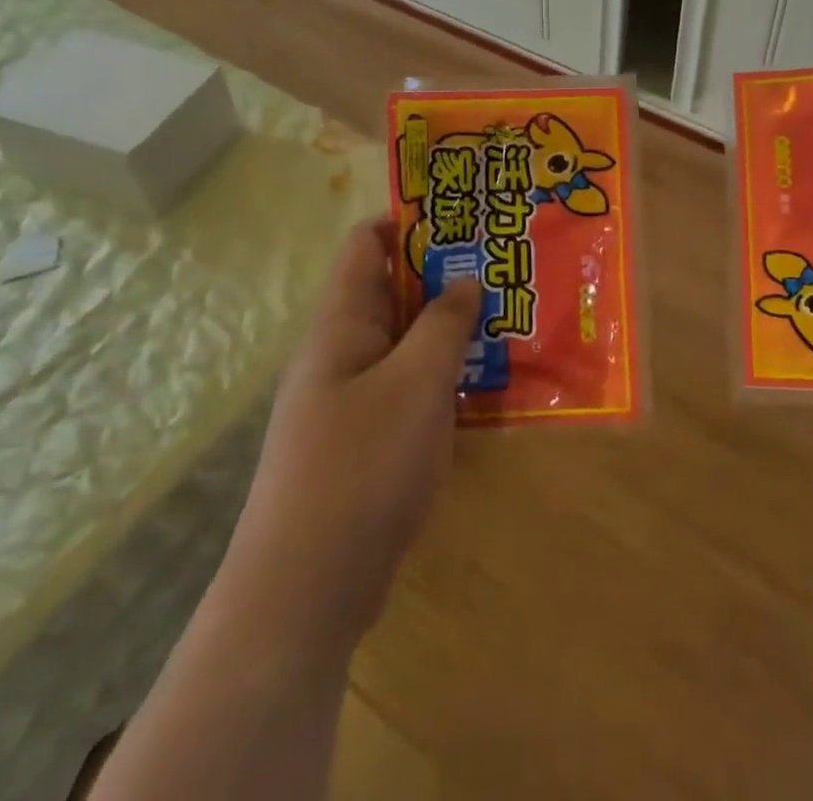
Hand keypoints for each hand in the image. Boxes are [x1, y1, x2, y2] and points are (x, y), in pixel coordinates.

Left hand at [220, 220, 481, 662]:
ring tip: (507, 319)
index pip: (367, 245)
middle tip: (503, 269)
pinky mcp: (365, 441)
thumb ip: (444, 324)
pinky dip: (442, 376)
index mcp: (342, 324)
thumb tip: (463, 278)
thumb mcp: (416, 384)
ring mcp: (351, 399)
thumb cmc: (361, 467)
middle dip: (444, 276)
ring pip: (405, 343)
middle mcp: (341, 352)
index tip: (465, 220)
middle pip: (392, 292)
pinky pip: (407, 388)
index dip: (410, 222)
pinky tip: (486, 384)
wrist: (305, 591)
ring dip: (449, 330)